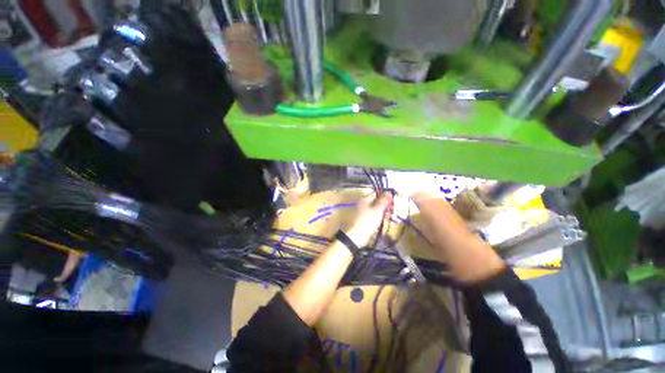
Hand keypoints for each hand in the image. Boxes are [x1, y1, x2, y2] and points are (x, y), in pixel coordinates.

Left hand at [343, 193, 392, 247]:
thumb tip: (388, 192)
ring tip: (390, 214)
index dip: (384, 195)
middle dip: (385, 204)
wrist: (358, 235)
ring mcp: (364, 212)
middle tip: (393, 207)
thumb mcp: (378, 210)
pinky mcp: (365, 219)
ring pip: (376, 208)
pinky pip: (374, 215)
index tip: (393, 199)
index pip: (376, 193)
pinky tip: (385, 219)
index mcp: (364, 200)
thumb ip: (383, 201)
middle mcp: (363, 204)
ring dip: (383, 210)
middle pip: (376, 201)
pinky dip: (380, 216)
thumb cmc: (368, 220)